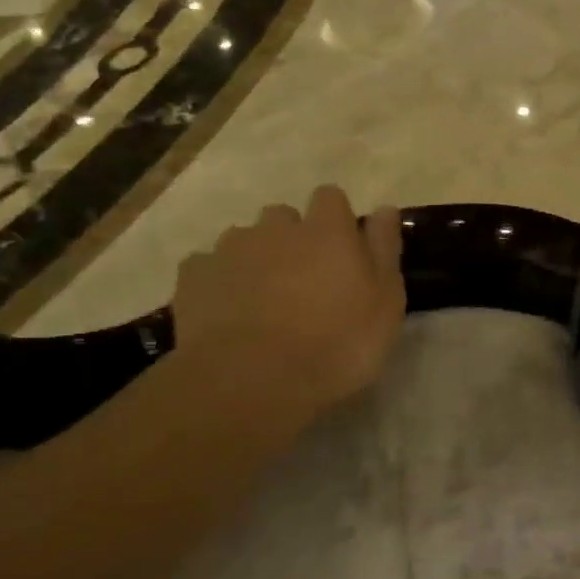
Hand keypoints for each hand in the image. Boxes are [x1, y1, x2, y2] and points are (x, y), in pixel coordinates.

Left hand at [170, 185, 405, 424]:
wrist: (251, 381)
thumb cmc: (336, 344)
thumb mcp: (385, 304)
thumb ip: (384, 250)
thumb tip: (385, 208)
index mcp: (327, 230)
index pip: (331, 197)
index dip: (336, 219)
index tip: (343, 250)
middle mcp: (276, 228)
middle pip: (284, 217)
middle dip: (292, 238)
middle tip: (303, 281)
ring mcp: (230, 249)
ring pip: (244, 239)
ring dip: (255, 259)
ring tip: (262, 300)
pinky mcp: (193, 276)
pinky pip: (208, 267)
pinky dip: (219, 282)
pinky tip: (226, 313)